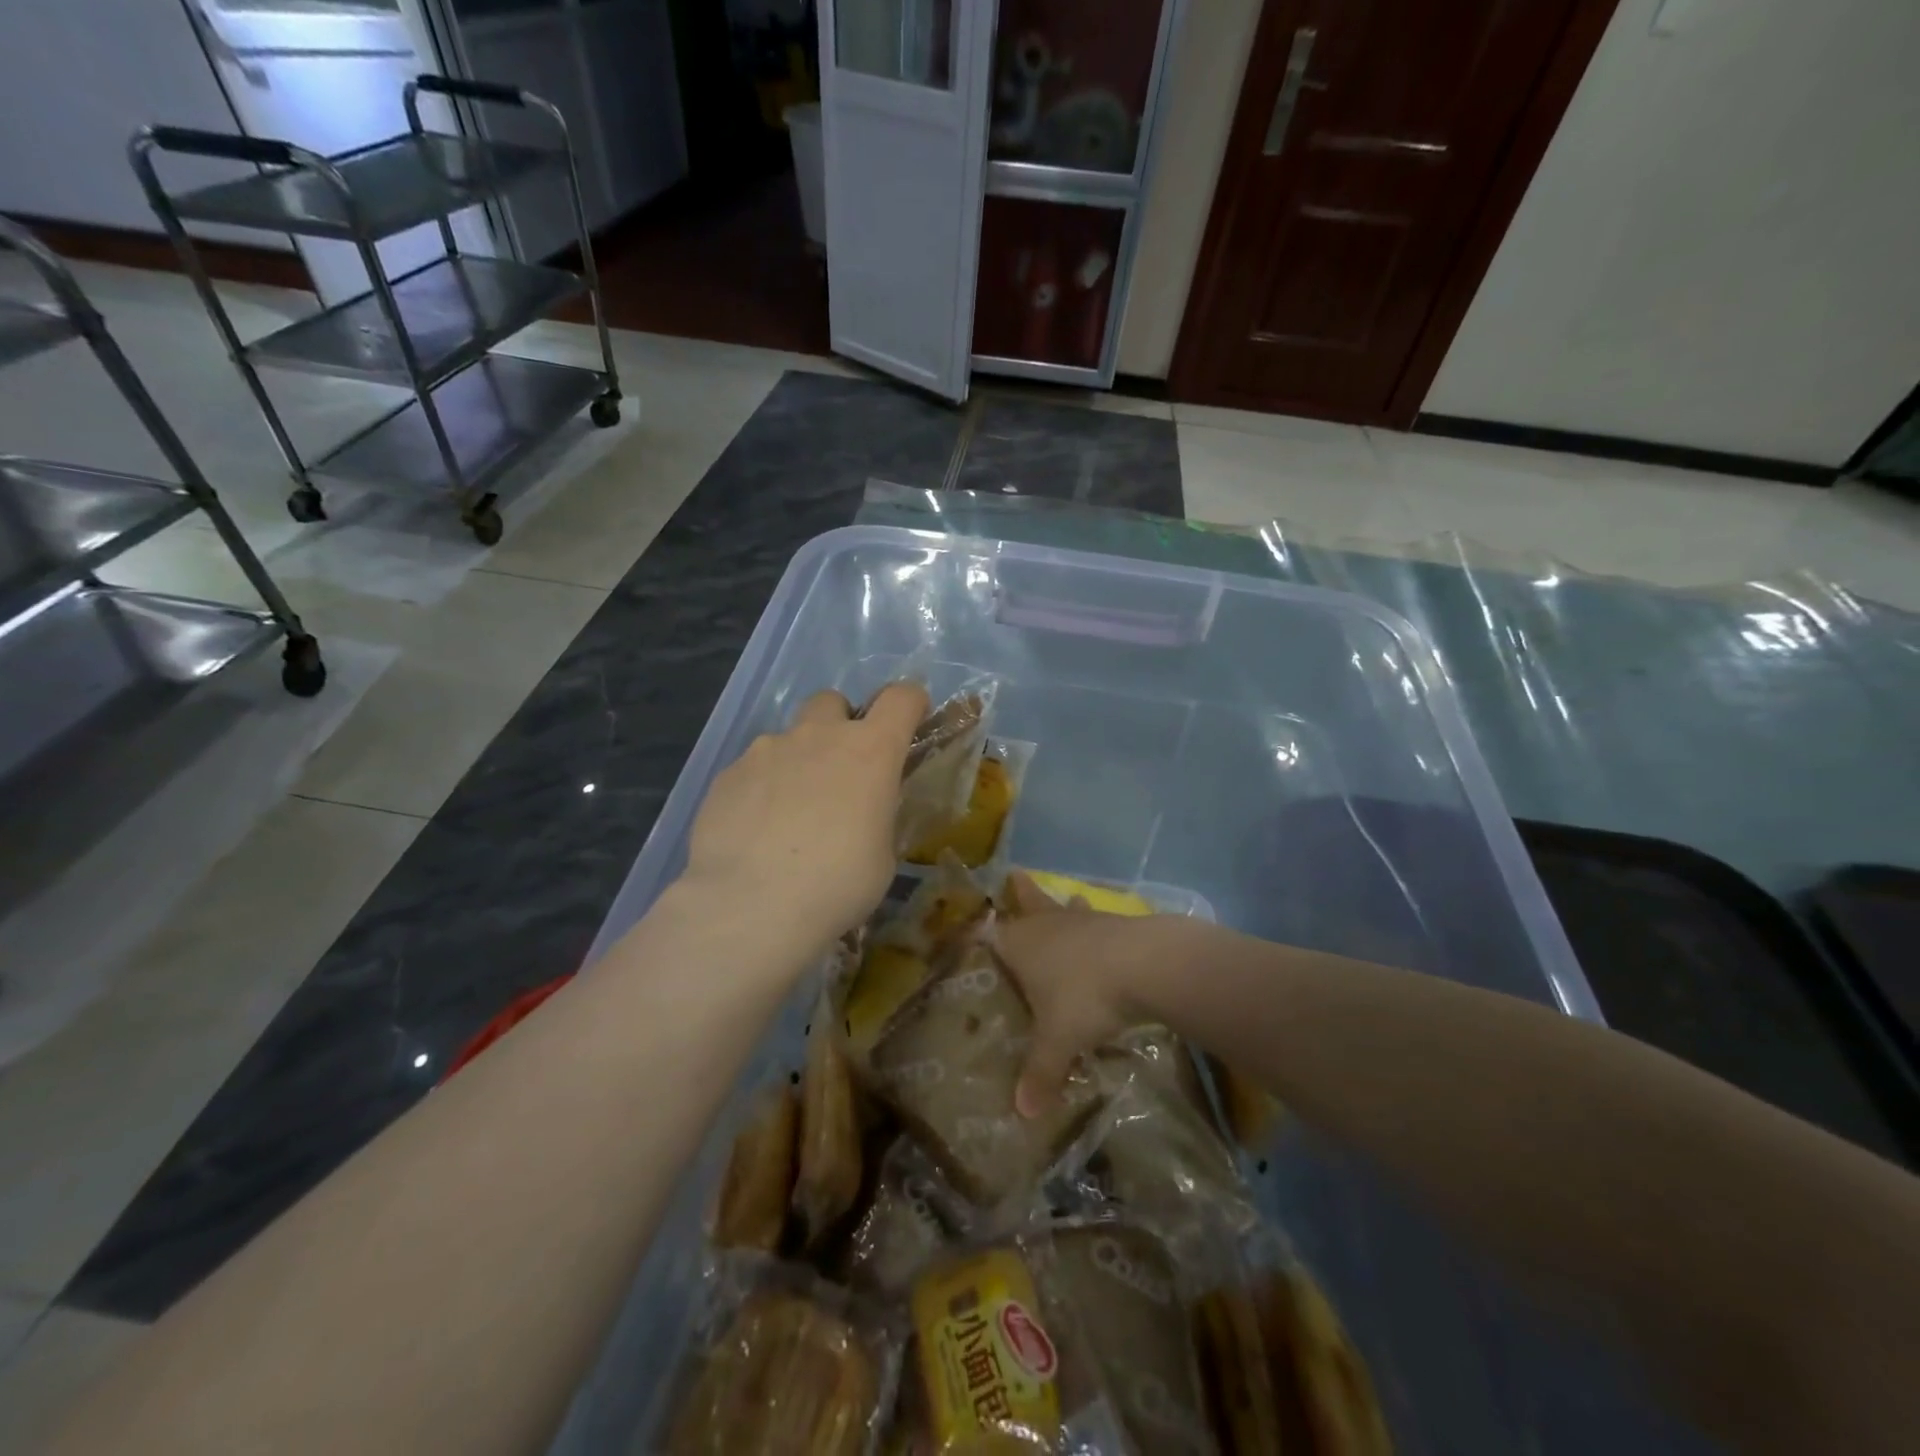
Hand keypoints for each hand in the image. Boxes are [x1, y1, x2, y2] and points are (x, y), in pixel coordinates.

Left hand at [683, 682, 928, 952]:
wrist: (751, 906)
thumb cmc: (837, 884)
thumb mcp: (882, 856)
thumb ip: (877, 816)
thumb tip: (864, 812)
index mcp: (870, 751)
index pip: (901, 698)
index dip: (910, 705)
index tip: (910, 724)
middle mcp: (818, 737)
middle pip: (833, 702)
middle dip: (840, 725)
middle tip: (840, 771)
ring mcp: (767, 750)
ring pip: (788, 738)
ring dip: (797, 761)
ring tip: (790, 813)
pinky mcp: (727, 775)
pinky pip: (753, 769)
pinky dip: (761, 789)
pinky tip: (755, 831)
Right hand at [994, 872, 1187, 1116]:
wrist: (1145, 964)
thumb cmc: (1085, 997)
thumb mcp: (1058, 1041)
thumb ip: (1040, 1073)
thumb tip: (1024, 1113)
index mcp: (1020, 944)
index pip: (990, 933)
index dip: (980, 932)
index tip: (974, 926)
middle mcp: (1046, 924)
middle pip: (1028, 902)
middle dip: (1021, 892)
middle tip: (1014, 875)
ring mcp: (1082, 919)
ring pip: (1065, 907)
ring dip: (1064, 906)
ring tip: (1069, 899)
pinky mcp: (1115, 922)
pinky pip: (1097, 921)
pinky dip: (1096, 926)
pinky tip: (1107, 933)